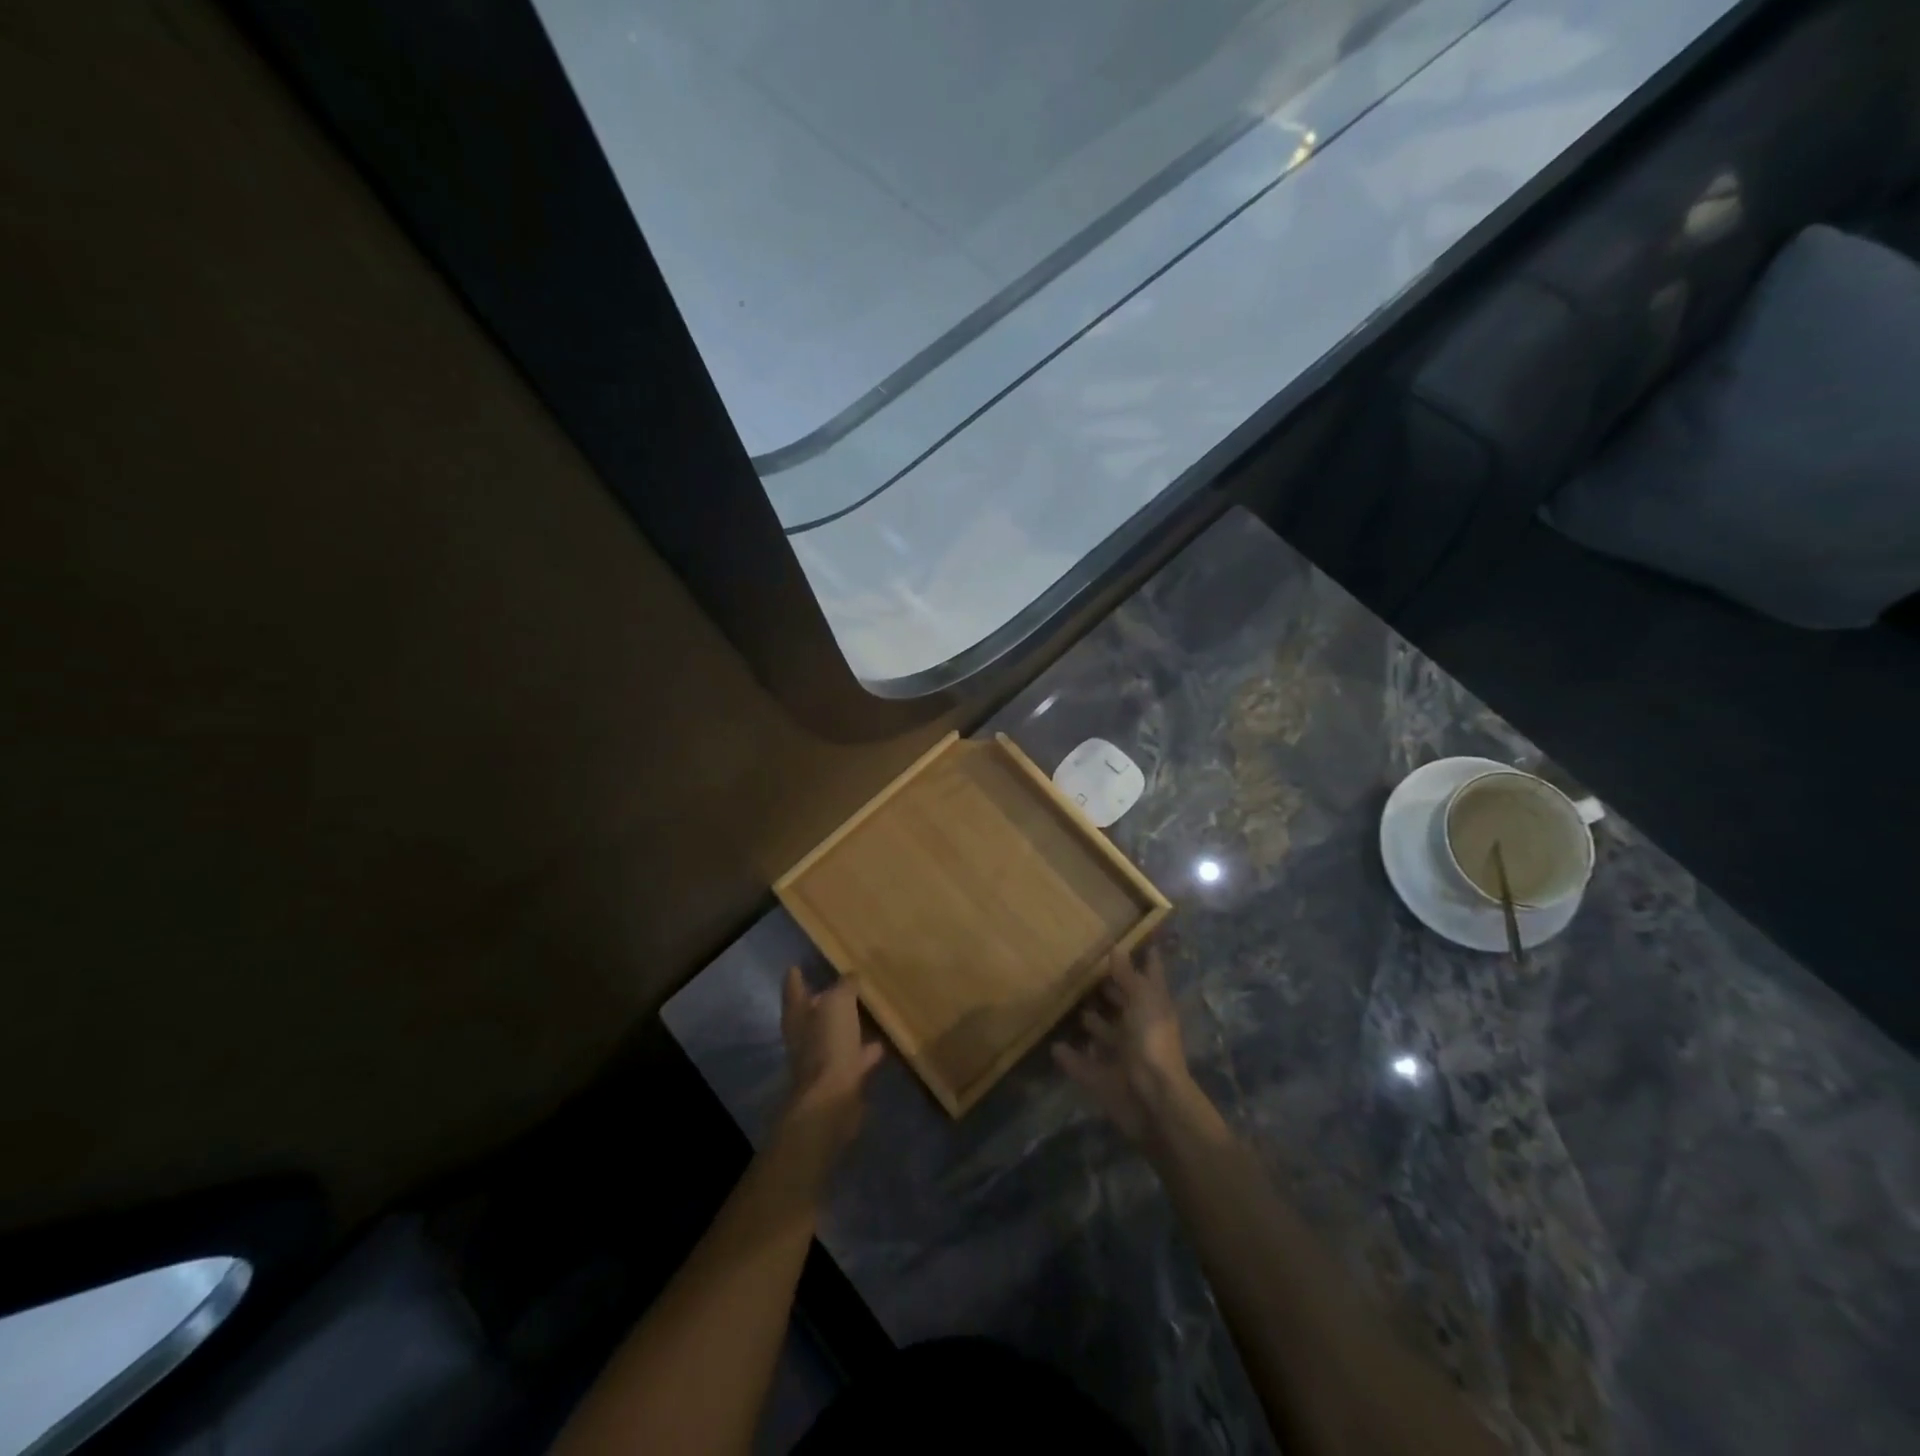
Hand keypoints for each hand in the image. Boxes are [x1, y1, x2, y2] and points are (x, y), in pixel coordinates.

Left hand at [778, 967, 883, 1163]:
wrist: (832, 1100)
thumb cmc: (828, 1044)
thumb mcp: (838, 1004)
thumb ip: (844, 986)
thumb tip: (851, 976)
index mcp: (797, 1014)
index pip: (793, 988)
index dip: (795, 976)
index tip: (797, 965)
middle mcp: (804, 1035)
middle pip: (813, 1012)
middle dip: (824, 1000)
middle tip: (842, 983)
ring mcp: (821, 1058)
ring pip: (834, 1034)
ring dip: (847, 1025)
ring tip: (868, 1009)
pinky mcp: (839, 1077)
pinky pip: (854, 1056)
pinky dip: (865, 1049)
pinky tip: (883, 1041)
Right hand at [1053, 946, 1207, 1145]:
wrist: (1153, 1103)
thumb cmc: (1152, 1043)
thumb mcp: (1142, 1001)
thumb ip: (1128, 977)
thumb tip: (1117, 949)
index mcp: (1153, 1008)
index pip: (1151, 976)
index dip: (1147, 959)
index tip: (1135, 940)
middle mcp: (1139, 1029)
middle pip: (1125, 1005)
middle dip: (1111, 991)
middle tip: (1086, 971)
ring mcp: (1123, 1056)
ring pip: (1105, 1035)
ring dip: (1092, 1023)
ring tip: (1069, 1005)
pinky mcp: (1105, 1079)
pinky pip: (1083, 1065)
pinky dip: (1071, 1057)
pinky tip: (1054, 1046)